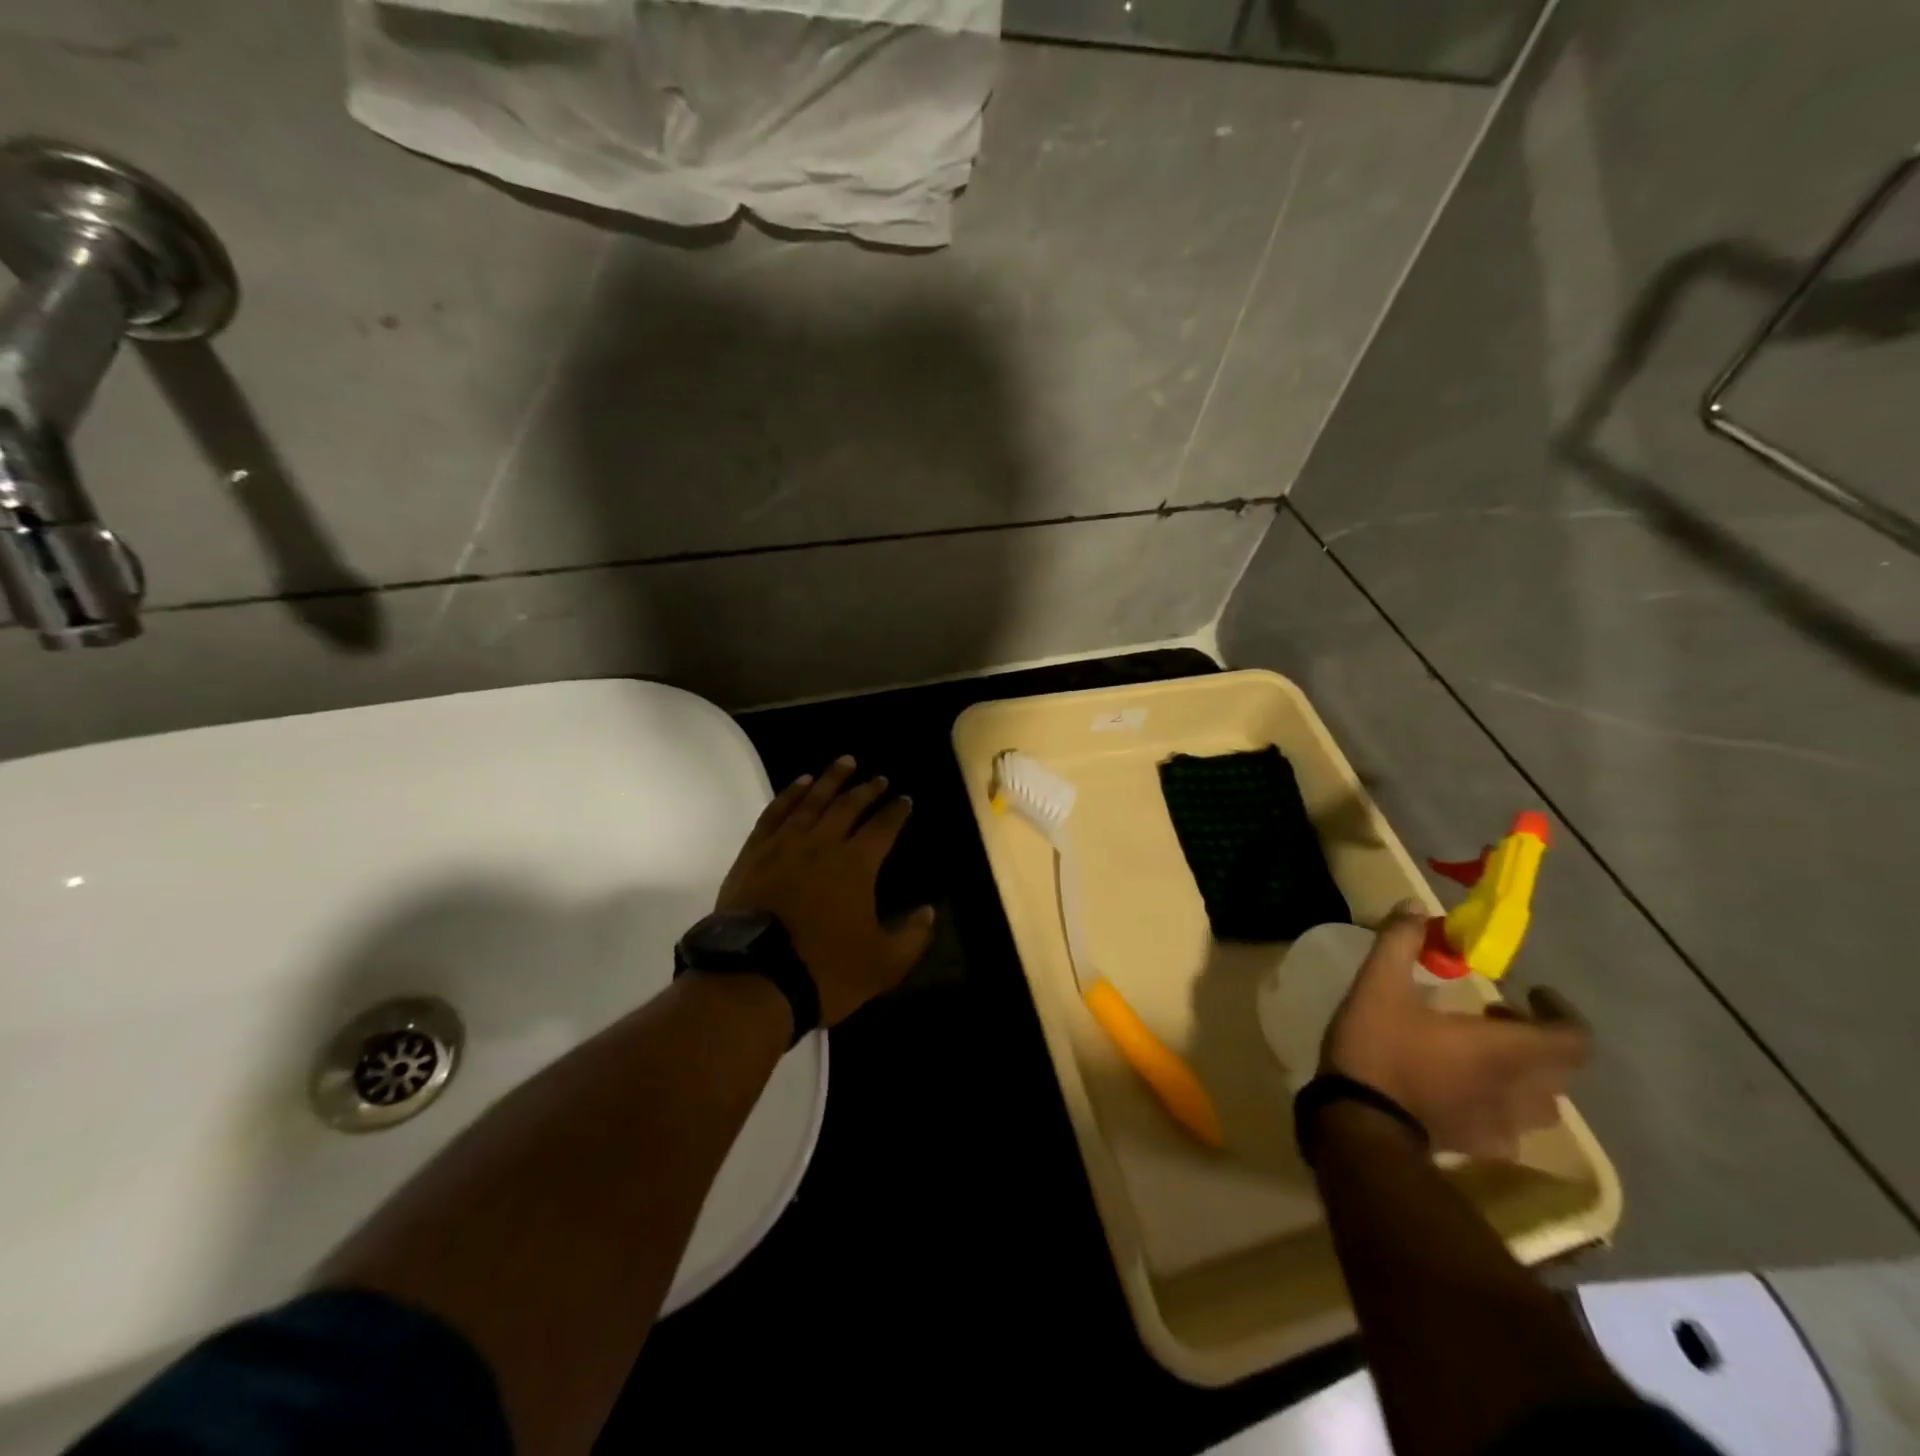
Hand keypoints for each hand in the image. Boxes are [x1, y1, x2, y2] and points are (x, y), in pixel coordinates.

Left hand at [714, 756, 936, 1026]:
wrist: (753, 980)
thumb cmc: (824, 970)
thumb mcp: (884, 964)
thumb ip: (913, 935)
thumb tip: (928, 910)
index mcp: (857, 864)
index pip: (883, 827)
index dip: (896, 811)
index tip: (904, 799)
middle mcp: (822, 843)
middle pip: (848, 806)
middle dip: (867, 789)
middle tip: (878, 778)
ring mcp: (784, 845)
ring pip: (811, 801)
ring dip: (830, 780)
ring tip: (844, 763)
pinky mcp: (754, 853)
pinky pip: (775, 813)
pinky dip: (789, 794)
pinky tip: (799, 784)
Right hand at [1320, 901, 1590, 1157]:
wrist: (1360, 1123)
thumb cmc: (1378, 1047)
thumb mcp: (1378, 984)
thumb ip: (1399, 942)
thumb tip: (1415, 906)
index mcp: (1506, 1050)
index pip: (1573, 1039)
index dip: (1563, 1013)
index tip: (1532, 993)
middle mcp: (1519, 1091)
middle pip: (1560, 1070)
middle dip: (1537, 1038)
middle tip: (1498, 1017)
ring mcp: (1503, 1125)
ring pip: (1540, 1102)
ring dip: (1524, 1074)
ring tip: (1484, 1056)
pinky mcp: (1480, 1146)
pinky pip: (1510, 1127)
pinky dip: (1499, 1105)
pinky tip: (1461, 1093)